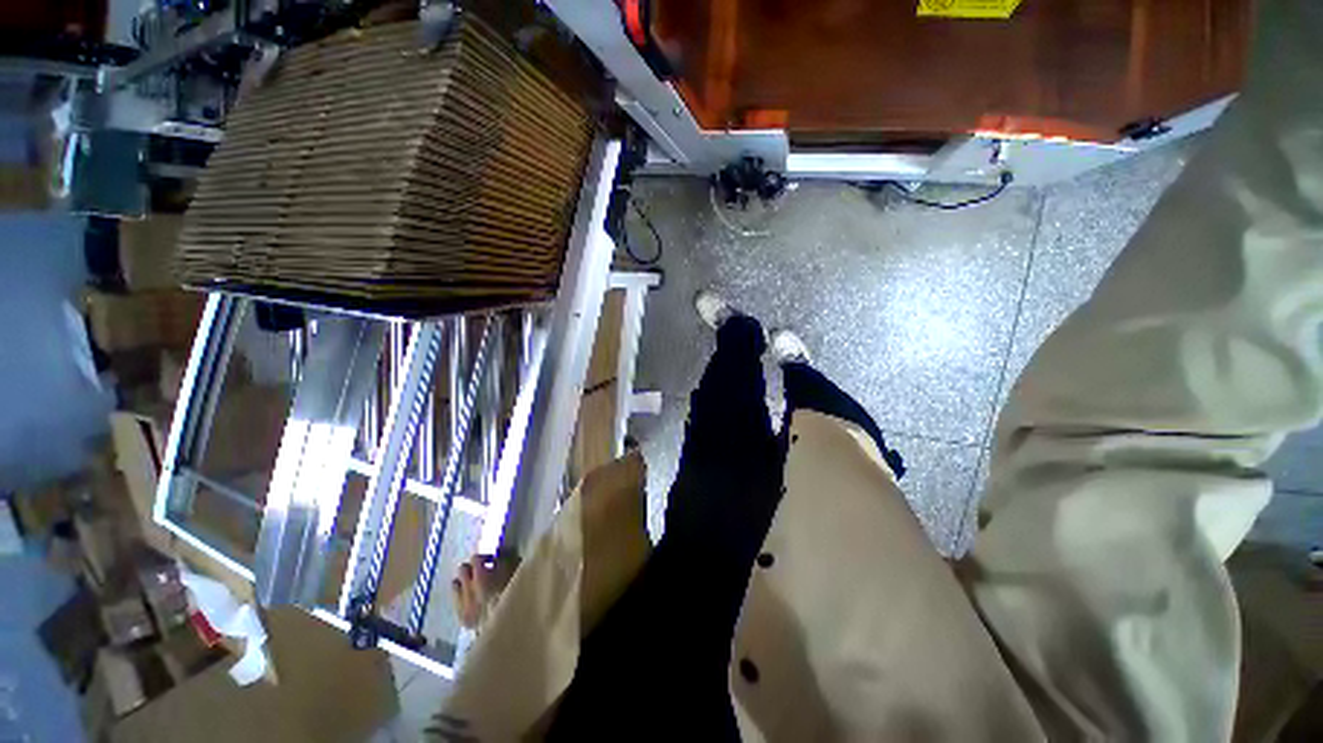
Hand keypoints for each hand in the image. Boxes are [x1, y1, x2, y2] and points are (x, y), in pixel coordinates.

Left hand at [451, 551, 520, 628]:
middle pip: (462, 569)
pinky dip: (463, 598)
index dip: (484, 557)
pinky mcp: (461, 618)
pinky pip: (456, 602)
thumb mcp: (514, 573)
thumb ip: (505, 561)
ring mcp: (462, 604)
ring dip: (464, 582)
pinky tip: (473, 600)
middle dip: (471, 568)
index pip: (476, 558)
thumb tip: (498, 555)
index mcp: (481, 576)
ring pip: (455, 585)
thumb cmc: (514, 595)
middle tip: (482, 571)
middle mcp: (467, 588)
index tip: (492, 561)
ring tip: (475, 586)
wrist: (507, 625)